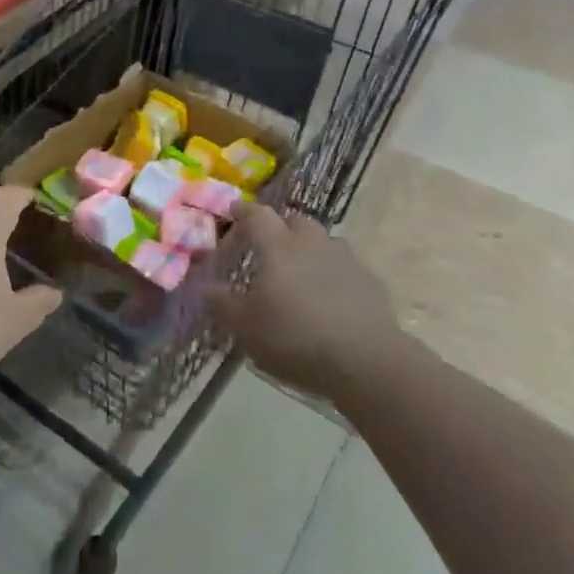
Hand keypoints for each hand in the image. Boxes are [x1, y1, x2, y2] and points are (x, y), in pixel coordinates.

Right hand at [207, 205, 396, 400]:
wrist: (367, 361)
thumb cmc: (296, 338)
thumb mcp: (245, 327)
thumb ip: (221, 304)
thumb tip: (203, 287)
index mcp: (279, 246)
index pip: (257, 215)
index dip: (243, 211)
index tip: (233, 212)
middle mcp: (312, 243)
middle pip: (294, 221)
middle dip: (280, 228)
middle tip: (268, 247)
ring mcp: (345, 260)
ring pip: (323, 242)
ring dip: (309, 250)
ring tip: (300, 274)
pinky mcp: (370, 282)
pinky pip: (345, 268)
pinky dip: (333, 275)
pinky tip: (330, 299)